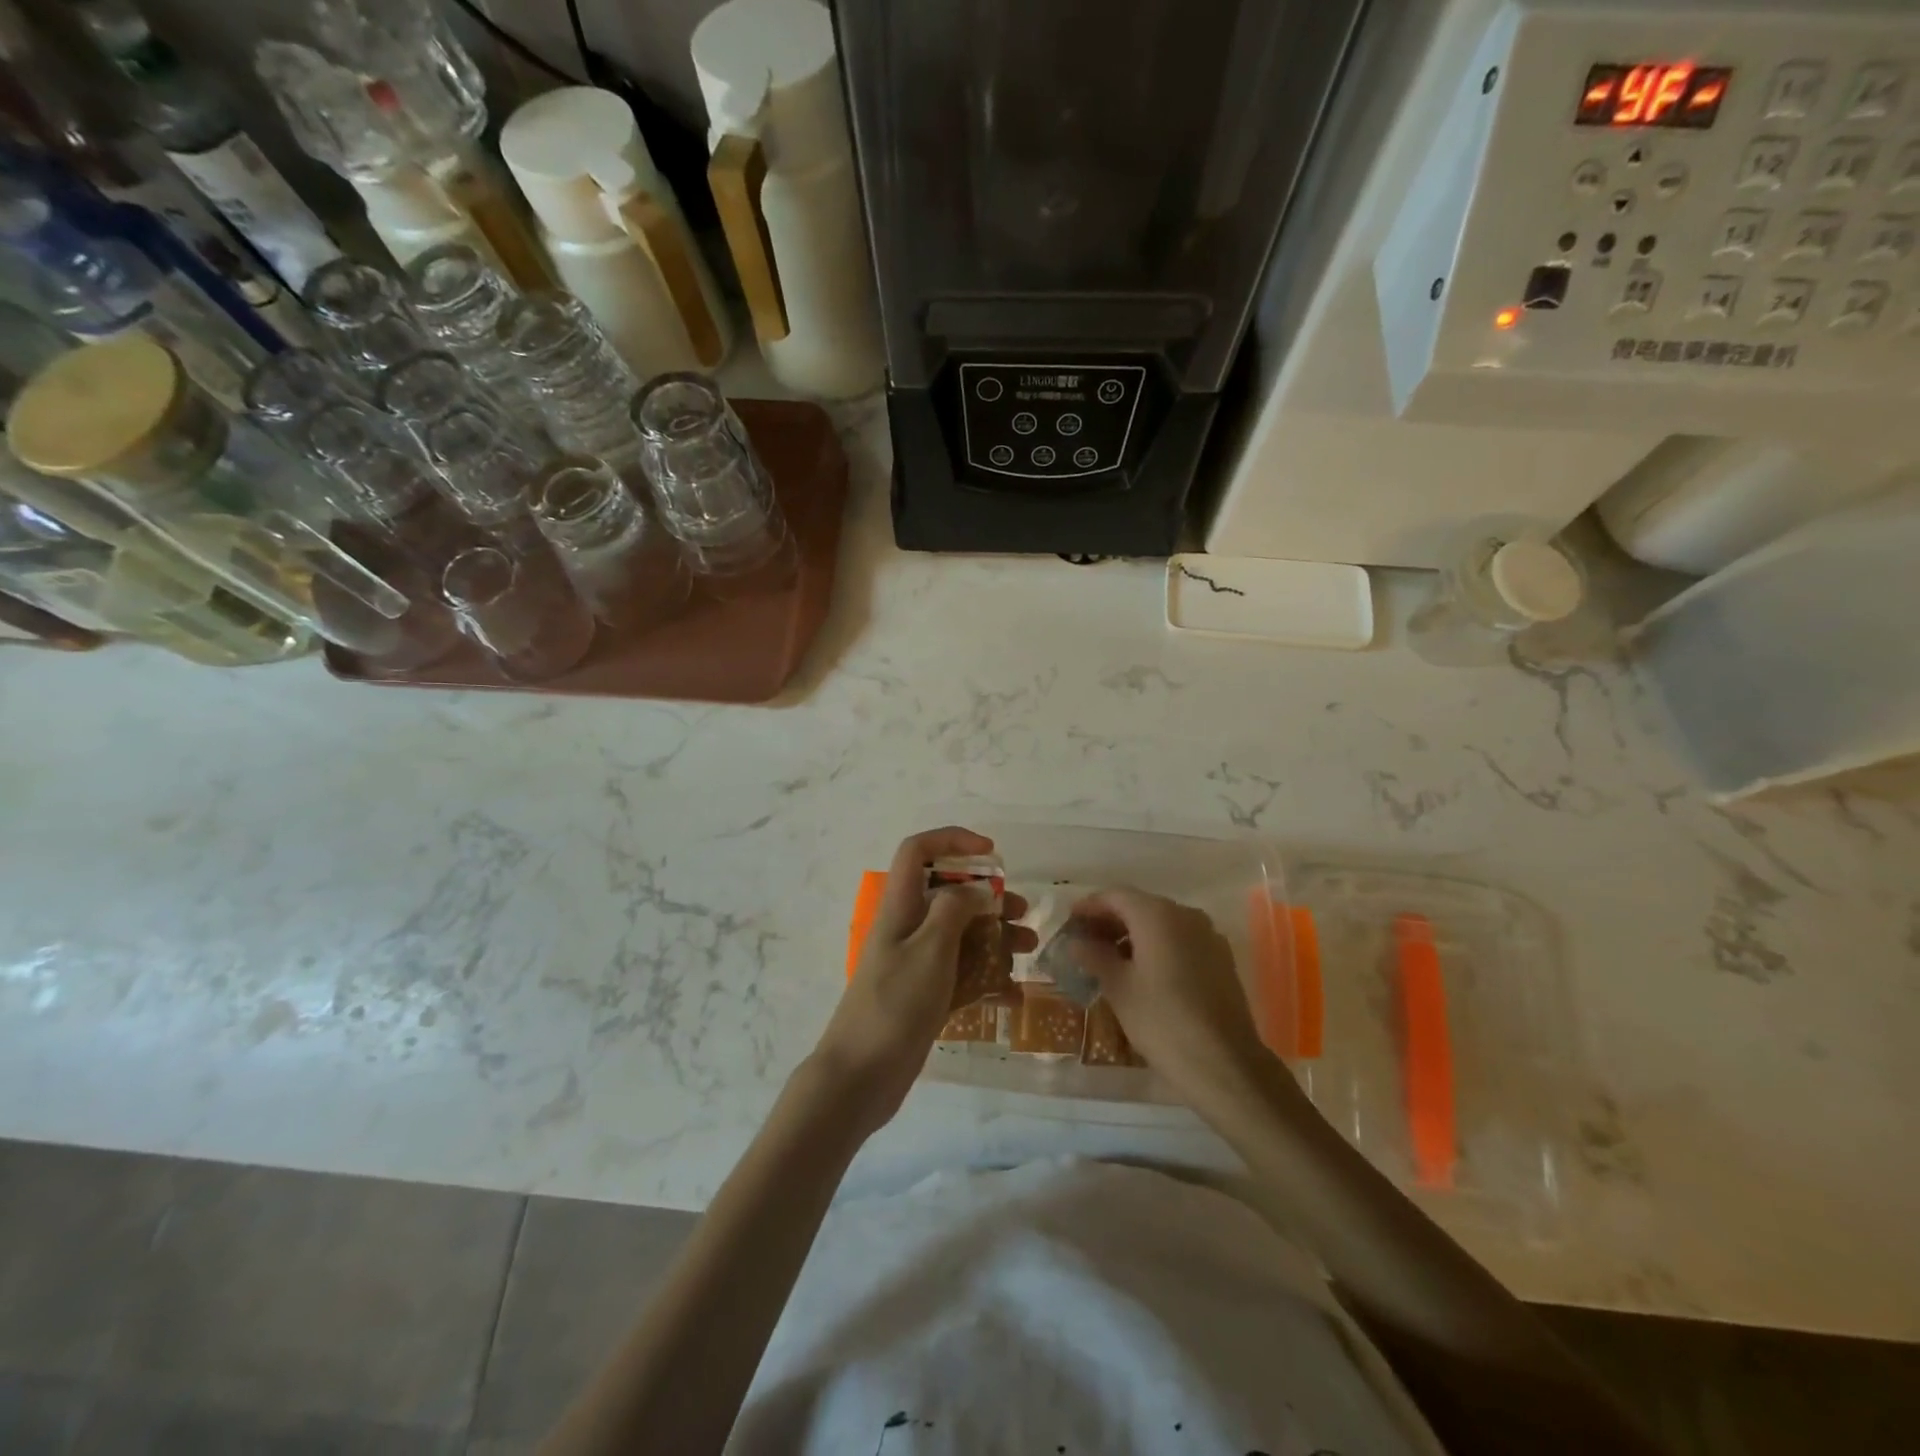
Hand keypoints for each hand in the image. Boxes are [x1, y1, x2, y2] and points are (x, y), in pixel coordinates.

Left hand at [811, 828, 1035, 1134]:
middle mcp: (908, 928)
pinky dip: (987, 979)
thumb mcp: (929, 949)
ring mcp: (915, 964)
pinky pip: (961, 976)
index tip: (992, 854)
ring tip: (1028, 951)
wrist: (860, 1078)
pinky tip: (1014, 996)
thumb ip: (954, 910)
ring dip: (995, 938)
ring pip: (960, 935)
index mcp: (900, 907)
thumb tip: (975, 889)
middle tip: (1022, 913)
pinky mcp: (924, 996)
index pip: (918, 851)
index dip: (953, 840)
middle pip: (948, 894)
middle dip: (988, 898)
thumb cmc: (894, 1005)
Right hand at [1069, 888, 1279, 1109]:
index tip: (1070, 921)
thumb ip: (1095, 957)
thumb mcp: (1119, 987)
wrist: (1223, 1063)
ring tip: (1111, 958)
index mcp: (1157, 915)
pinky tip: (1144, 971)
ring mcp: (1208, 935)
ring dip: (1135, 934)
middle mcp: (1185, 915)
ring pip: (1163, 923)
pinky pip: (1181, 940)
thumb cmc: (1161, 1020)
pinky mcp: (1221, 959)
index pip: (1116, 896)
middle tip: (1086, 941)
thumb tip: (1077, 943)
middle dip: (1111, 920)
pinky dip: (1158, 946)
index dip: (1090, 906)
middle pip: (1140, 906)